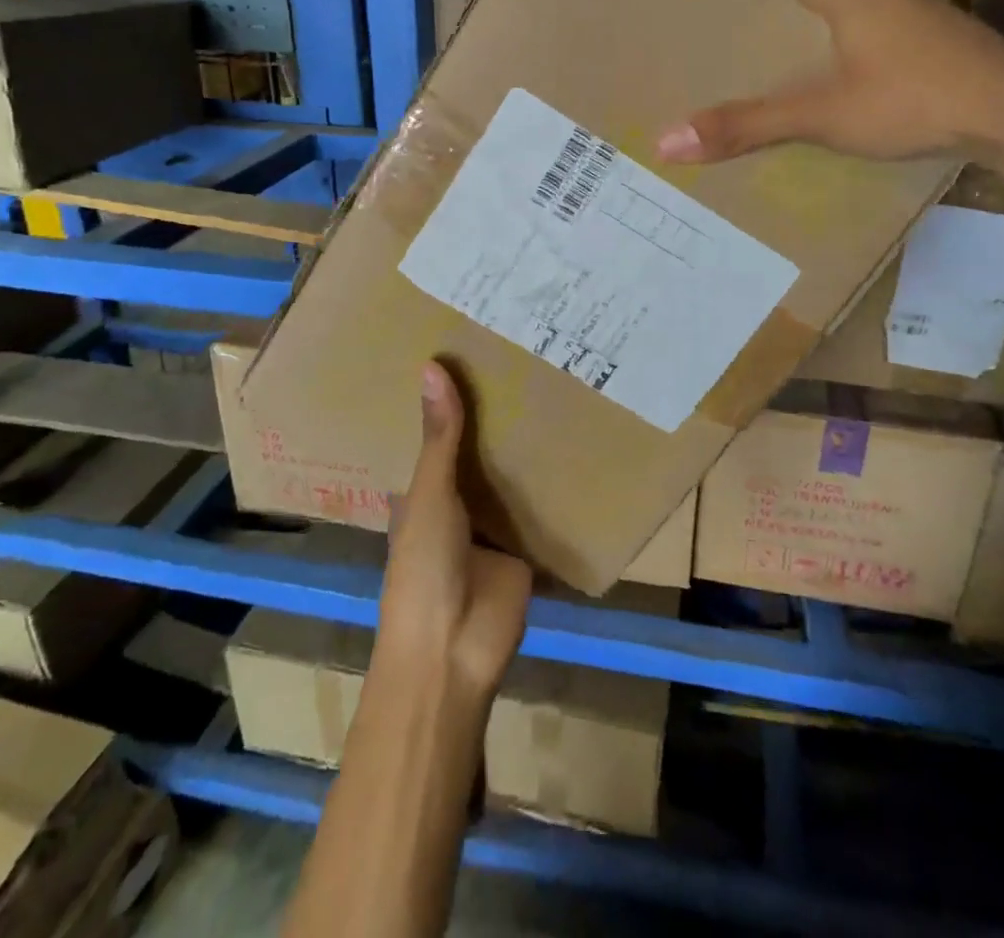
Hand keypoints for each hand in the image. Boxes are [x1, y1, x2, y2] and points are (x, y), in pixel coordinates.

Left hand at [375, 362, 532, 702]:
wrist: (454, 651)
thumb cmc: (423, 567)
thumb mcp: (429, 494)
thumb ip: (439, 437)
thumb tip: (432, 365)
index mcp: (423, 491)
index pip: (434, 436)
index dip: (447, 401)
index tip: (467, 351)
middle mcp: (457, 504)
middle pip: (477, 453)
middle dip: (495, 419)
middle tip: (524, 357)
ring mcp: (492, 527)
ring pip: (510, 479)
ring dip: (525, 450)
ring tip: (555, 387)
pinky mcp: (525, 547)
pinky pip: (542, 510)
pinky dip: (556, 487)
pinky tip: (580, 442)